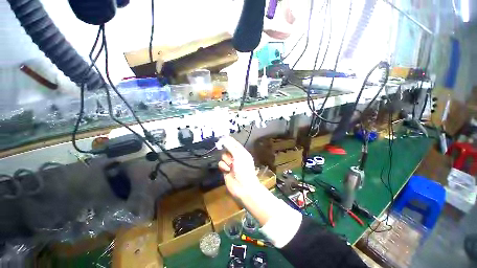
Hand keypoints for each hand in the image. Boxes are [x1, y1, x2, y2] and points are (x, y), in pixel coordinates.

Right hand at [217, 137, 261, 201]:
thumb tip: (224, 139)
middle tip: (229, 156)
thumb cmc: (244, 169)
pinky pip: (221, 164)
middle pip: (227, 150)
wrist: (243, 187)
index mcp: (242, 152)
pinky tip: (227, 171)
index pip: (235, 143)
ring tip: (231, 167)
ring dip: (226, 161)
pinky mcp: (226, 170)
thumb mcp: (238, 156)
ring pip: (223, 157)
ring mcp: (231, 164)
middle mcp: (236, 157)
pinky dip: (223, 167)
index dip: (229, 140)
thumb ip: (231, 147)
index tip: (222, 136)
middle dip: (228, 153)